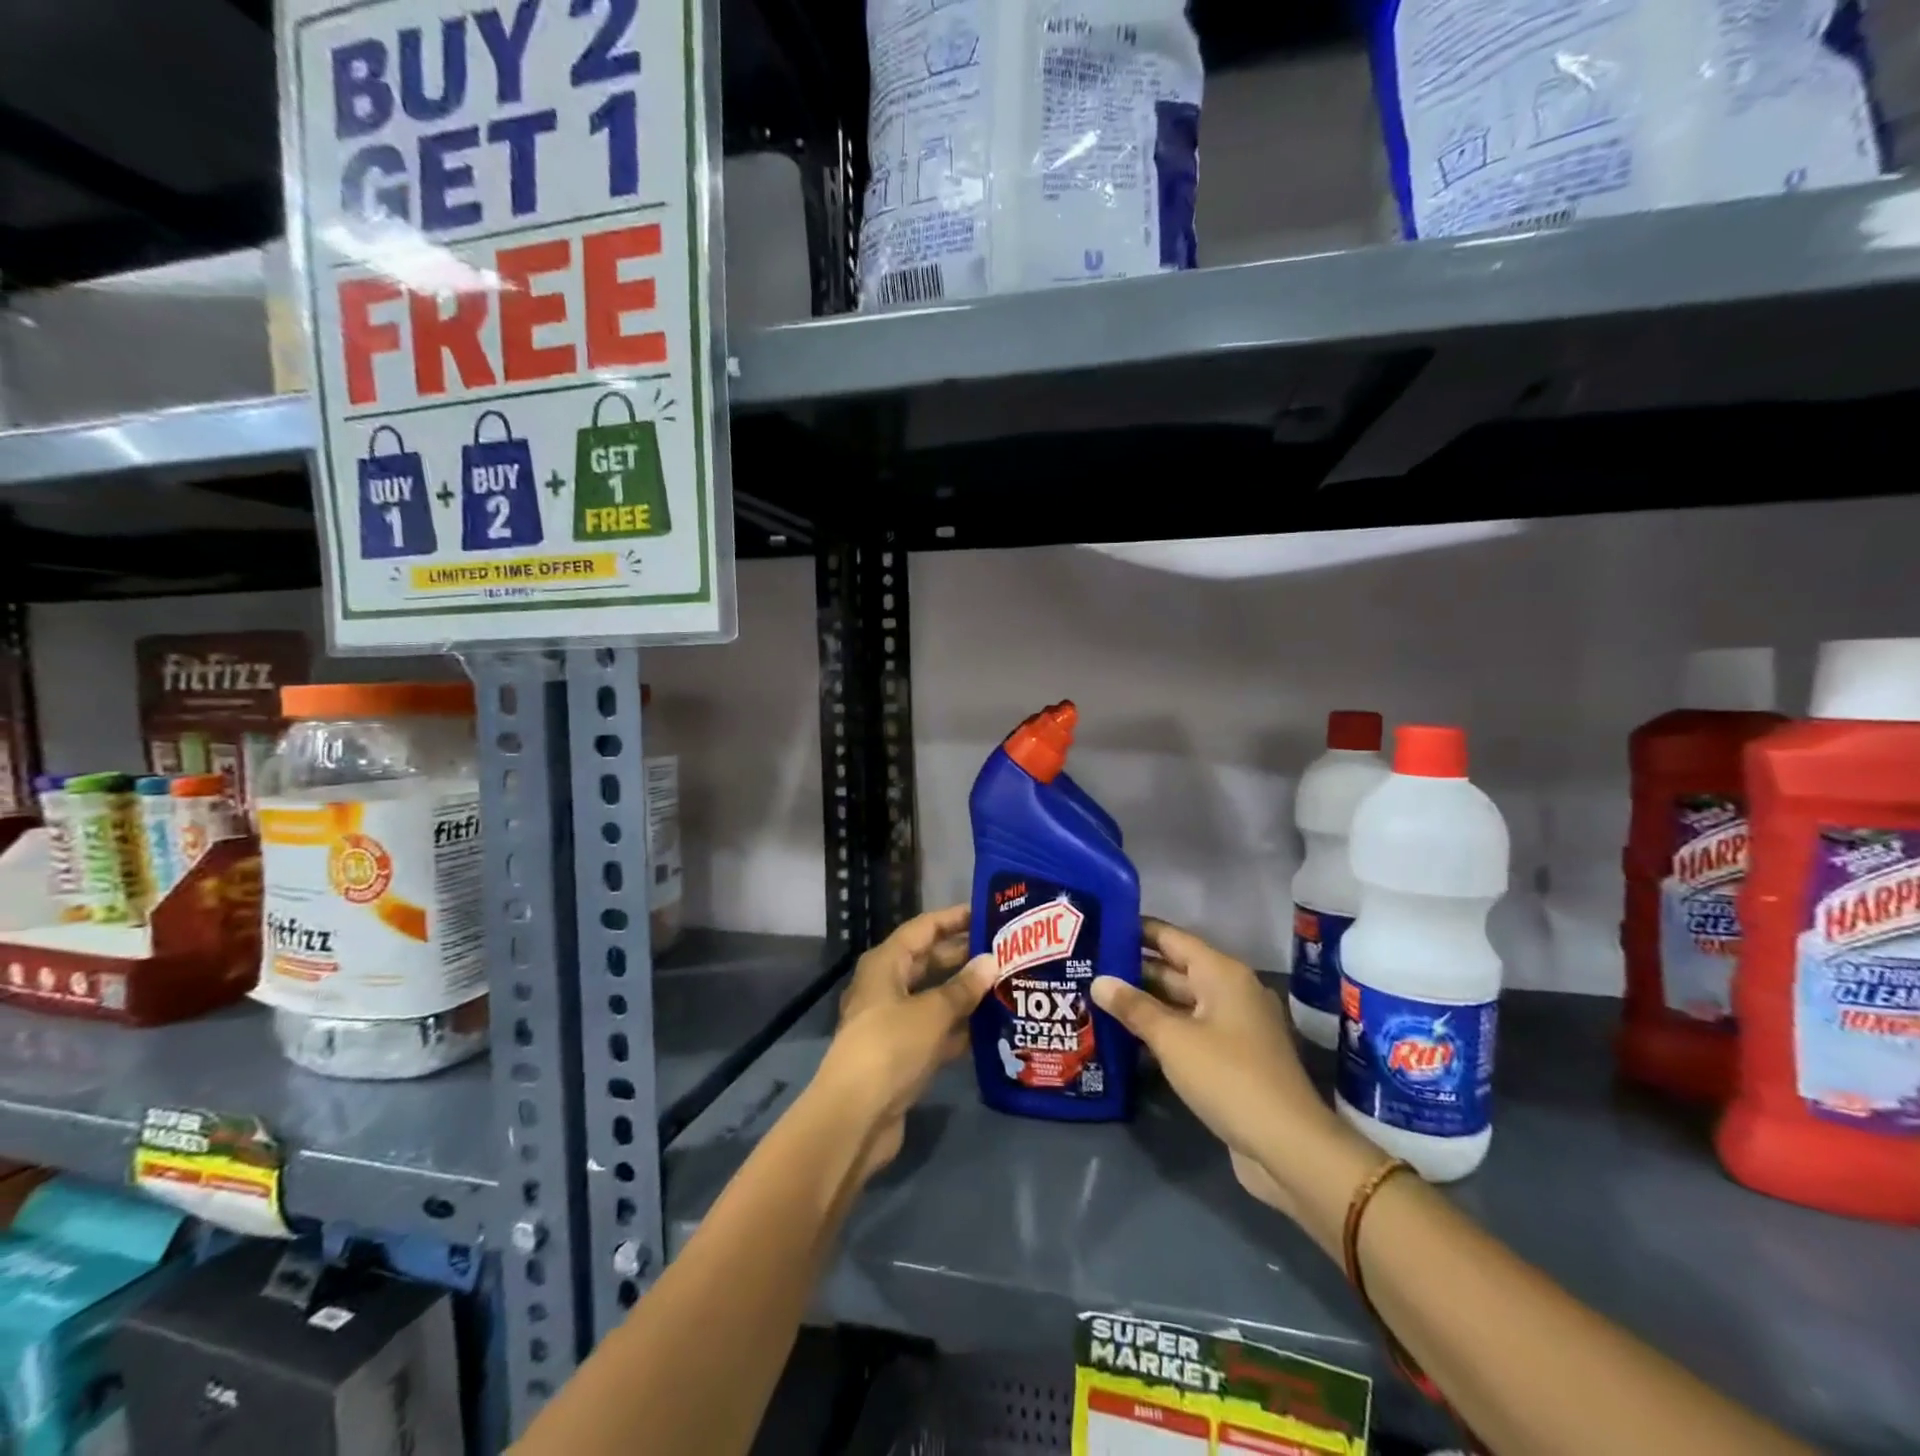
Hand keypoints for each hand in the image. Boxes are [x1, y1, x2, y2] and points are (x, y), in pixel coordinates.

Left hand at [813, 905, 995, 1181]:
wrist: (855, 1117)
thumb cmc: (891, 1047)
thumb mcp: (932, 1012)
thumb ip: (963, 987)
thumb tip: (992, 960)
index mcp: (885, 964)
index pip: (924, 928)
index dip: (954, 918)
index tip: (989, 912)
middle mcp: (887, 987)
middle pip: (929, 961)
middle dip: (965, 956)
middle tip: (1008, 951)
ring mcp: (893, 1022)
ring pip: (935, 997)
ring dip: (966, 993)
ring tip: (1008, 984)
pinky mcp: (902, 1054)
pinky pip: (936, 1030)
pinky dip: (959, 1027)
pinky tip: (993, 1027)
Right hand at [1093, 919, 1362, 1225]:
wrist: (1288, 1146)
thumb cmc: (1228, 1077)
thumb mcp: (1173, 1039)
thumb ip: (1134, 1007)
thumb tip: (1099, 981)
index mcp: (1222, 973)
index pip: (1171, 938)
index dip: (1136, 930)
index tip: (1100, 925)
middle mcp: (1231, 991)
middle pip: (1176, 969)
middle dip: (1134, 969)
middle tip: (1089, 966)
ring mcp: (1235, 1026)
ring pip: (1181, 1002)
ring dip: (1146, 1002)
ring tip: (1098, 998)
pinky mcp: (1234, 1057)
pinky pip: (1191, 1030)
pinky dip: (1163, 1030)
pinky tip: (1128, 1037)